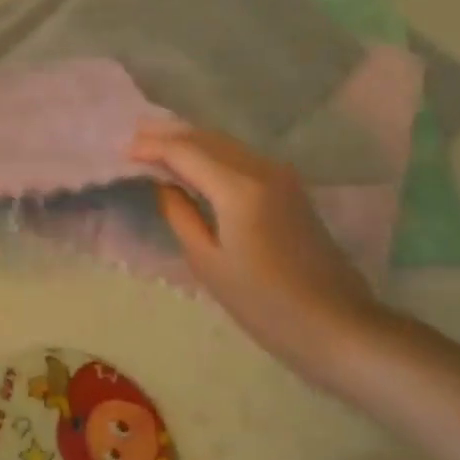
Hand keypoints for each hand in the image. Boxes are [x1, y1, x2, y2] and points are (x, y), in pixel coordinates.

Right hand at [129, 123, 381, 381]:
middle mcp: (261, 169)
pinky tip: (195, 161)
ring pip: (224, 143)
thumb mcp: (208, 263)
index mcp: (238, 188)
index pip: (185, 151)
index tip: (121, 151)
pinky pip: (240, 156)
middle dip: (167, 134)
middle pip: (206, 137)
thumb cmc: (265, 304)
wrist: (339, 325)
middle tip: (132, 135)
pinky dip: (211, 152)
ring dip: (190, 140)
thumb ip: (180, 214)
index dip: (150, 147)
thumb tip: (164, 183)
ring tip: (156, 142)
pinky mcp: (290, 187)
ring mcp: (280, 175)